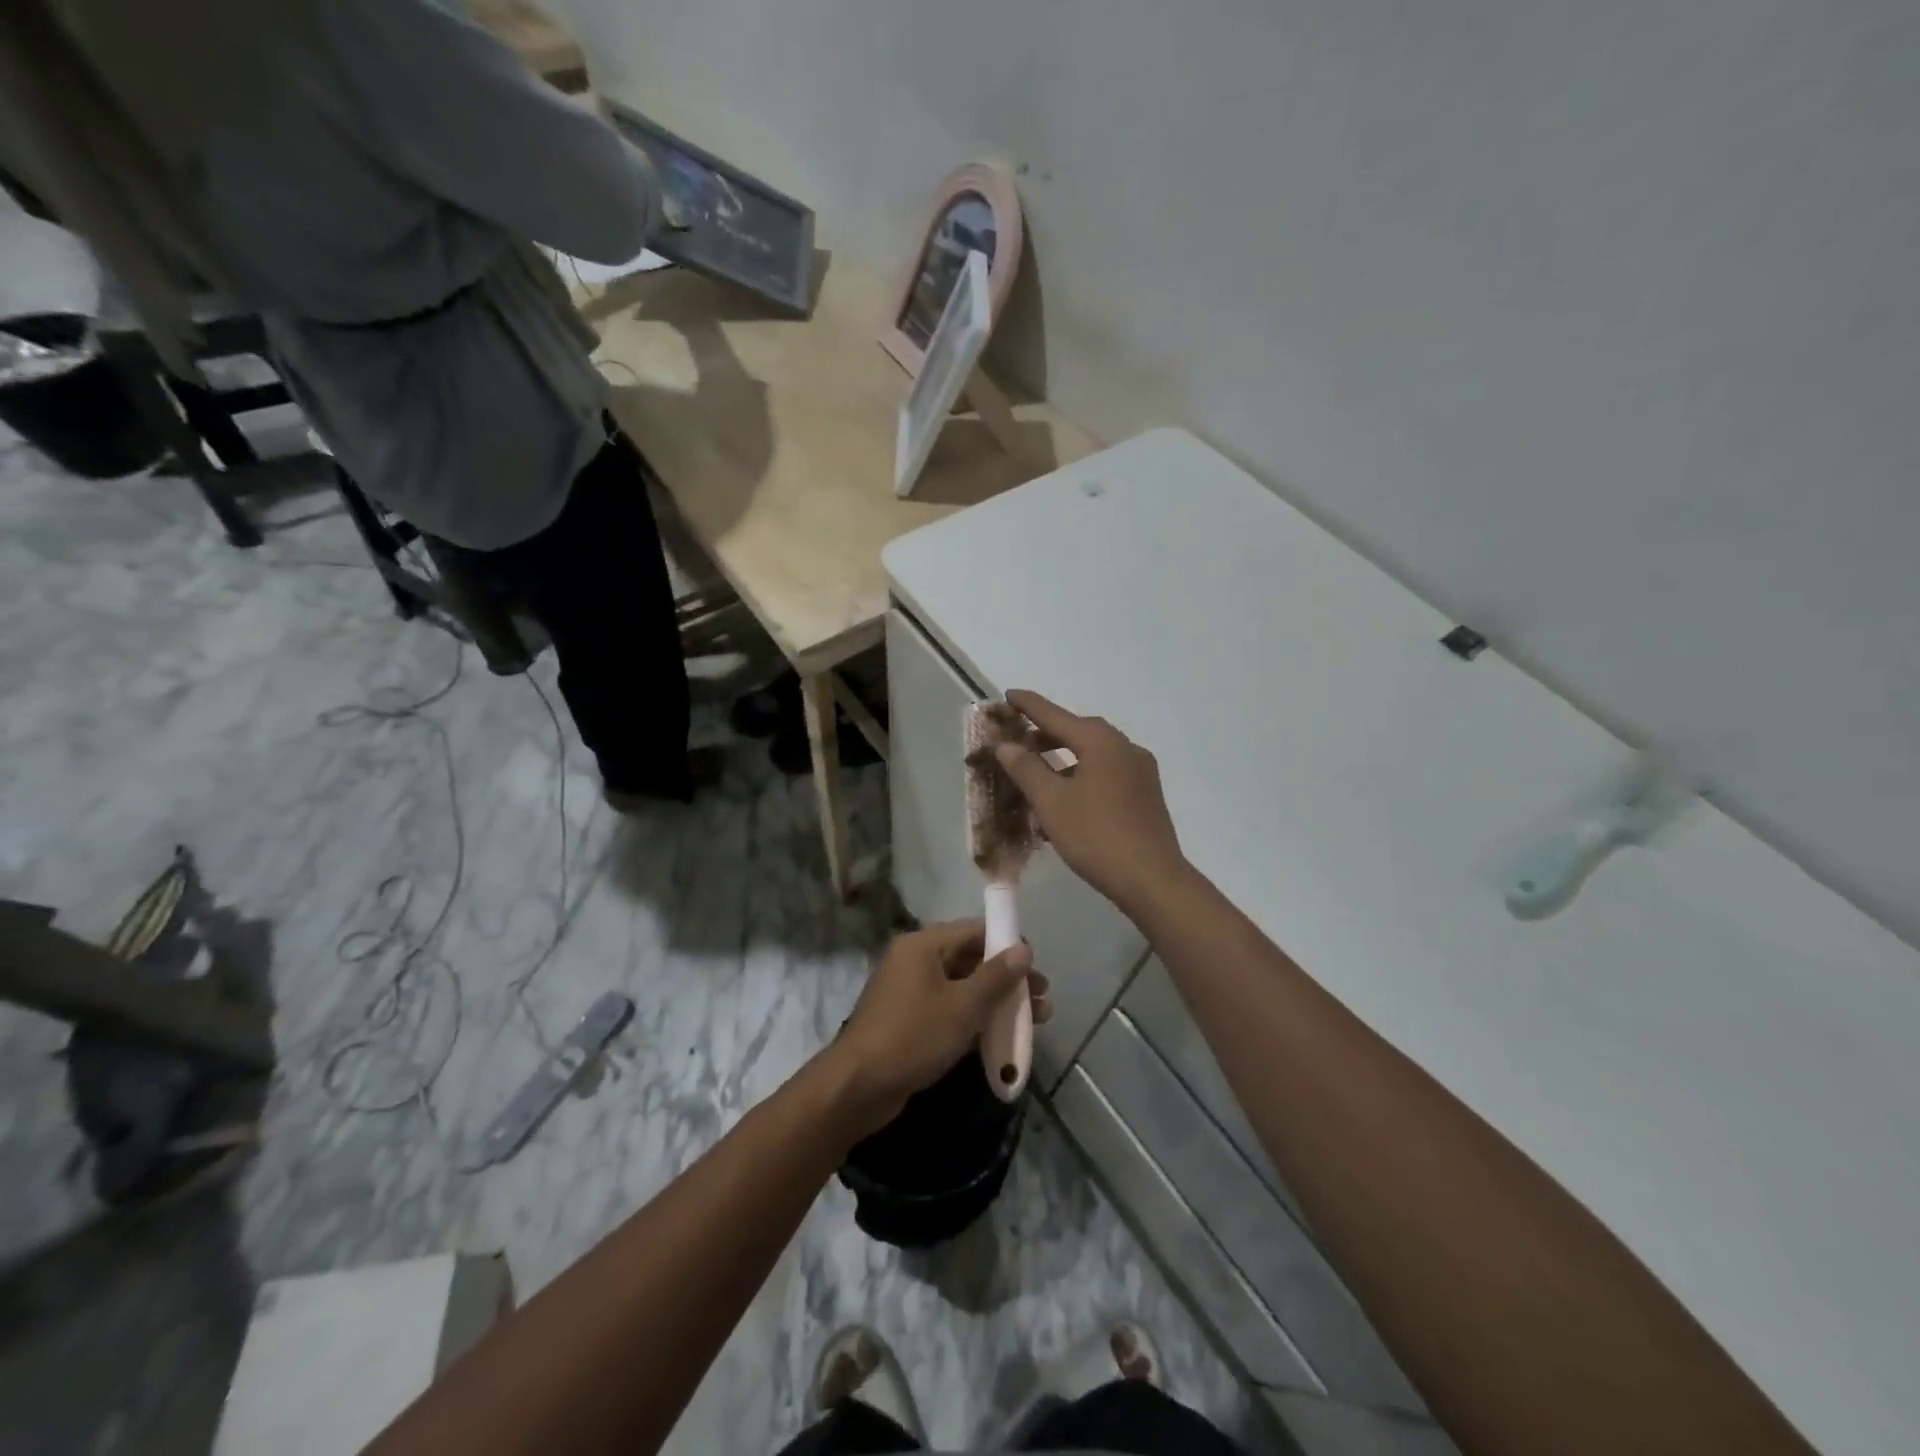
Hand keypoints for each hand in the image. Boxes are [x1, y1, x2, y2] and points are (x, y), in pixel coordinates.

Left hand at [835, 921, 1050, 1133]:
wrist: (859, 1086)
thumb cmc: (914, 1036)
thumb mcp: (963, 1006)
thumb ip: (996, 976)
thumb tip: (1024, 949)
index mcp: (923, 945)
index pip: (974, 930)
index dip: (1007, 944)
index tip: (1035, 968)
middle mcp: (915, 960)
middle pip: (970, 958)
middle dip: (1007, 978)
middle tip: (1041, 999)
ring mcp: (909, 991)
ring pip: (961, 986)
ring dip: (995, 1000)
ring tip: (1033, 1021)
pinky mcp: (908, 1019)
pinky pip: (948, 1008)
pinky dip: (974, 1017)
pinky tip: (999, 1036)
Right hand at [993, 690, 1188, 913]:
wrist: (1152, 880)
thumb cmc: (1096, 836)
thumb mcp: (1052, 802)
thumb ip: (1026, 769)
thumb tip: (1006, 745)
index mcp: (1102, 742)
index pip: (1056, 716)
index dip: (1029, 706)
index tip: (1008, 695)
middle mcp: (1125, 748)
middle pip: (1077, 734)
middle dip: (1045, 738)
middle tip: (1016, 745)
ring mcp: (1140, 772)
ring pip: (1092, 757)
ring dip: (1062, 763)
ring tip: (1035, 780)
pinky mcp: (1145, 795)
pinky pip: (1106, 776)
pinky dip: (1081, 779)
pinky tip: (1064, 804)